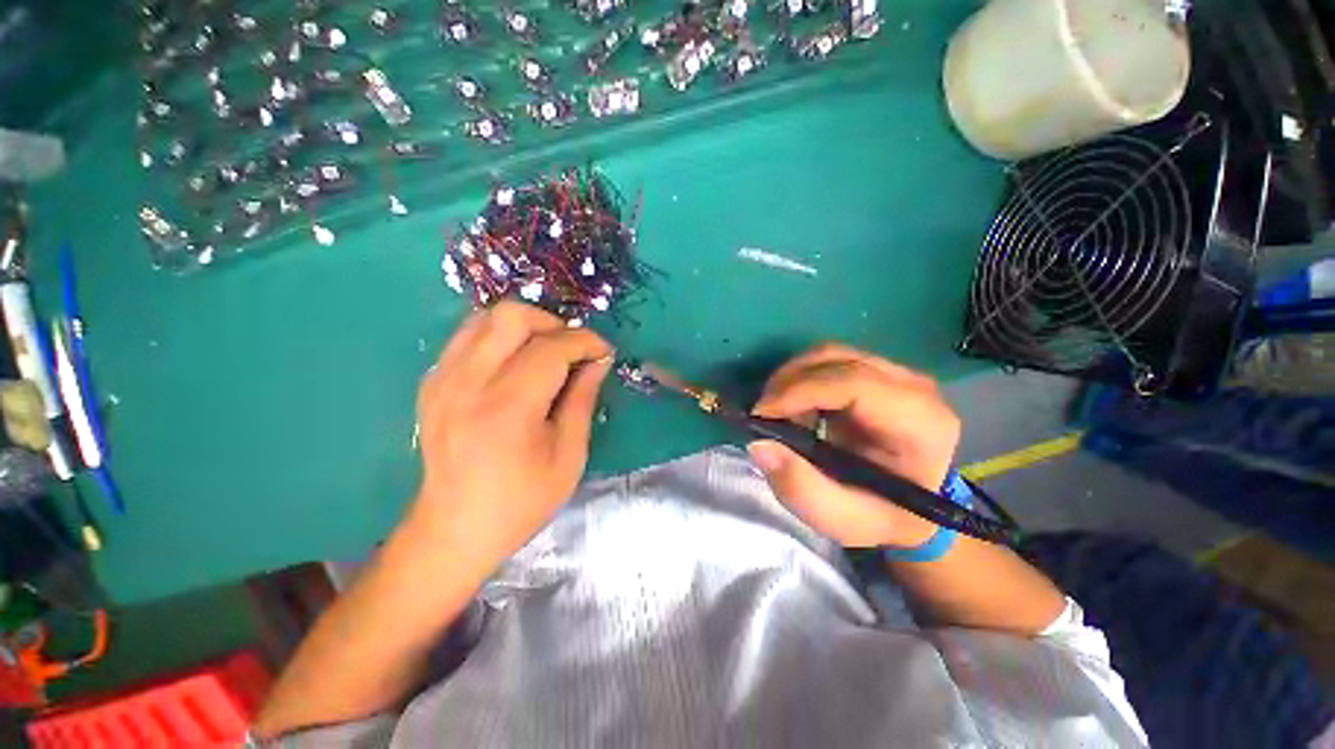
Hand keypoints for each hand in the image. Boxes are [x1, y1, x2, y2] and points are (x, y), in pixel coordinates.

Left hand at [410, 302, 612, 570]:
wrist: (453, 531)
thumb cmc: (521, 502)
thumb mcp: (569, 456)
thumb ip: (583, 399)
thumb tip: (599, 360)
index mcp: (507, 409)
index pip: (551, 348)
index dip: (585, 341)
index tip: (604, 351)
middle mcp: (468, 384)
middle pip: (511, 316)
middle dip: (552, 323)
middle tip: (572, 350)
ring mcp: (442, 380)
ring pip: (485, 318)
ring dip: (525, 326)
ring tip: (546, 352)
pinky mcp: (431, 383)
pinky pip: (467, 336)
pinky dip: (499, 338)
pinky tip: (515, 363)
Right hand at [749, 344, 960, 548]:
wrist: (914, 507)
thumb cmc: (883, 515)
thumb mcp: (843, 520)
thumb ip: (801, 488)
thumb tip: (759, 444)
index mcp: (919, 422)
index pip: (854, 383)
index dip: (800, 391)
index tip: (761, 414)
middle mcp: (913, 386)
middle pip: (836, 359)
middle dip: (787, 382)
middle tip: (762, 414)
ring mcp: (895, 373)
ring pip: (828, 354)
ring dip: (791, 379)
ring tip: (777, 413)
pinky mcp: (876, 372)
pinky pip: (828, 361)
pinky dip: (800, 379)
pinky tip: (794, 407)